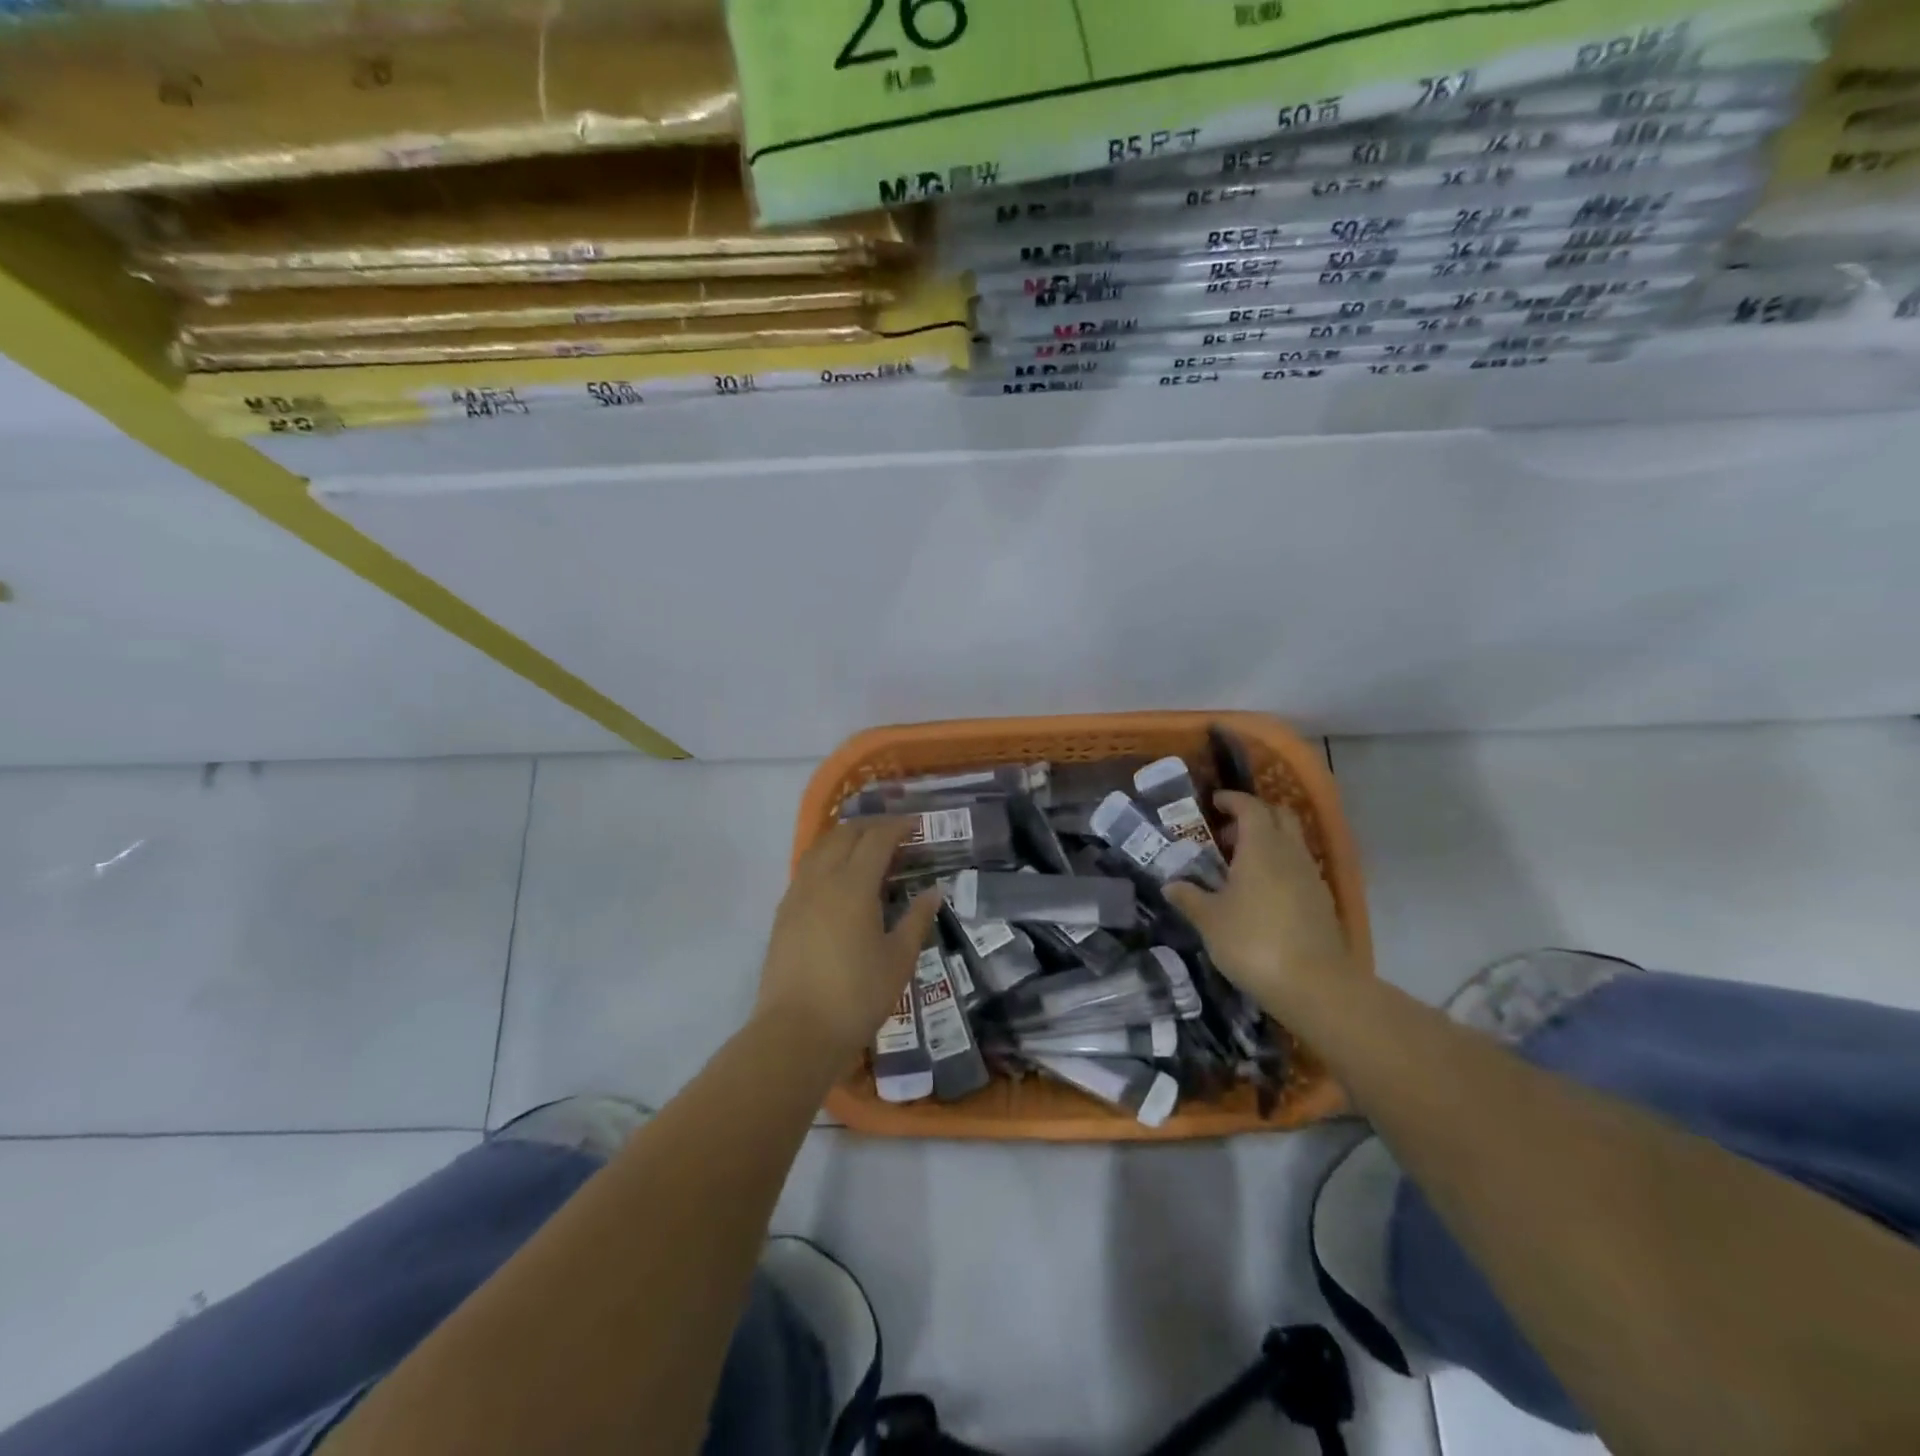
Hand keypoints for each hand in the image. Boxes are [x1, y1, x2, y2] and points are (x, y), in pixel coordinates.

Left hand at [754, 819, 940, 1068]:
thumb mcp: (898, 960)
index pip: (876, 839)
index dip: (897, 827)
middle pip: (844, 835)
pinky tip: (837, 877)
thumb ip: (916, 920)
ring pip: (820, 848)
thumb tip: (933, 891)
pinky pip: (806, 869)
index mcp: (853, 886)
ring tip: (865, 847)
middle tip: (894, 832)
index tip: (916, 825)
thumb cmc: (856, 997)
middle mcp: (822, 880)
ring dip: (845, 838)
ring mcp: (797, 895)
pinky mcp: (783, 914)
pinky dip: (826, 858)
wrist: (795, 1032)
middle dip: (870, 826)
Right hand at [1164, 791, 1352, 1016]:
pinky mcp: (1322, 900)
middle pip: (1279, 816)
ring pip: (1292, 842)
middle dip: (1254, 816)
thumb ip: (1189, 897)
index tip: (1213, 802)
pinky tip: (1261, 893)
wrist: (1315, 985)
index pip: (1250, 807)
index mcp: (1261, 847)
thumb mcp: (1210, 921)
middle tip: (1225, 833)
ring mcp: (1311, 876)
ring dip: (1268, 842)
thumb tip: (1170, 884)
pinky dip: (1280, 866)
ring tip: (1239, 866)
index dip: (1232, 800)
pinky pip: (1299, 867)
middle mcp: (1290, 852)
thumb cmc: (1253, 942)